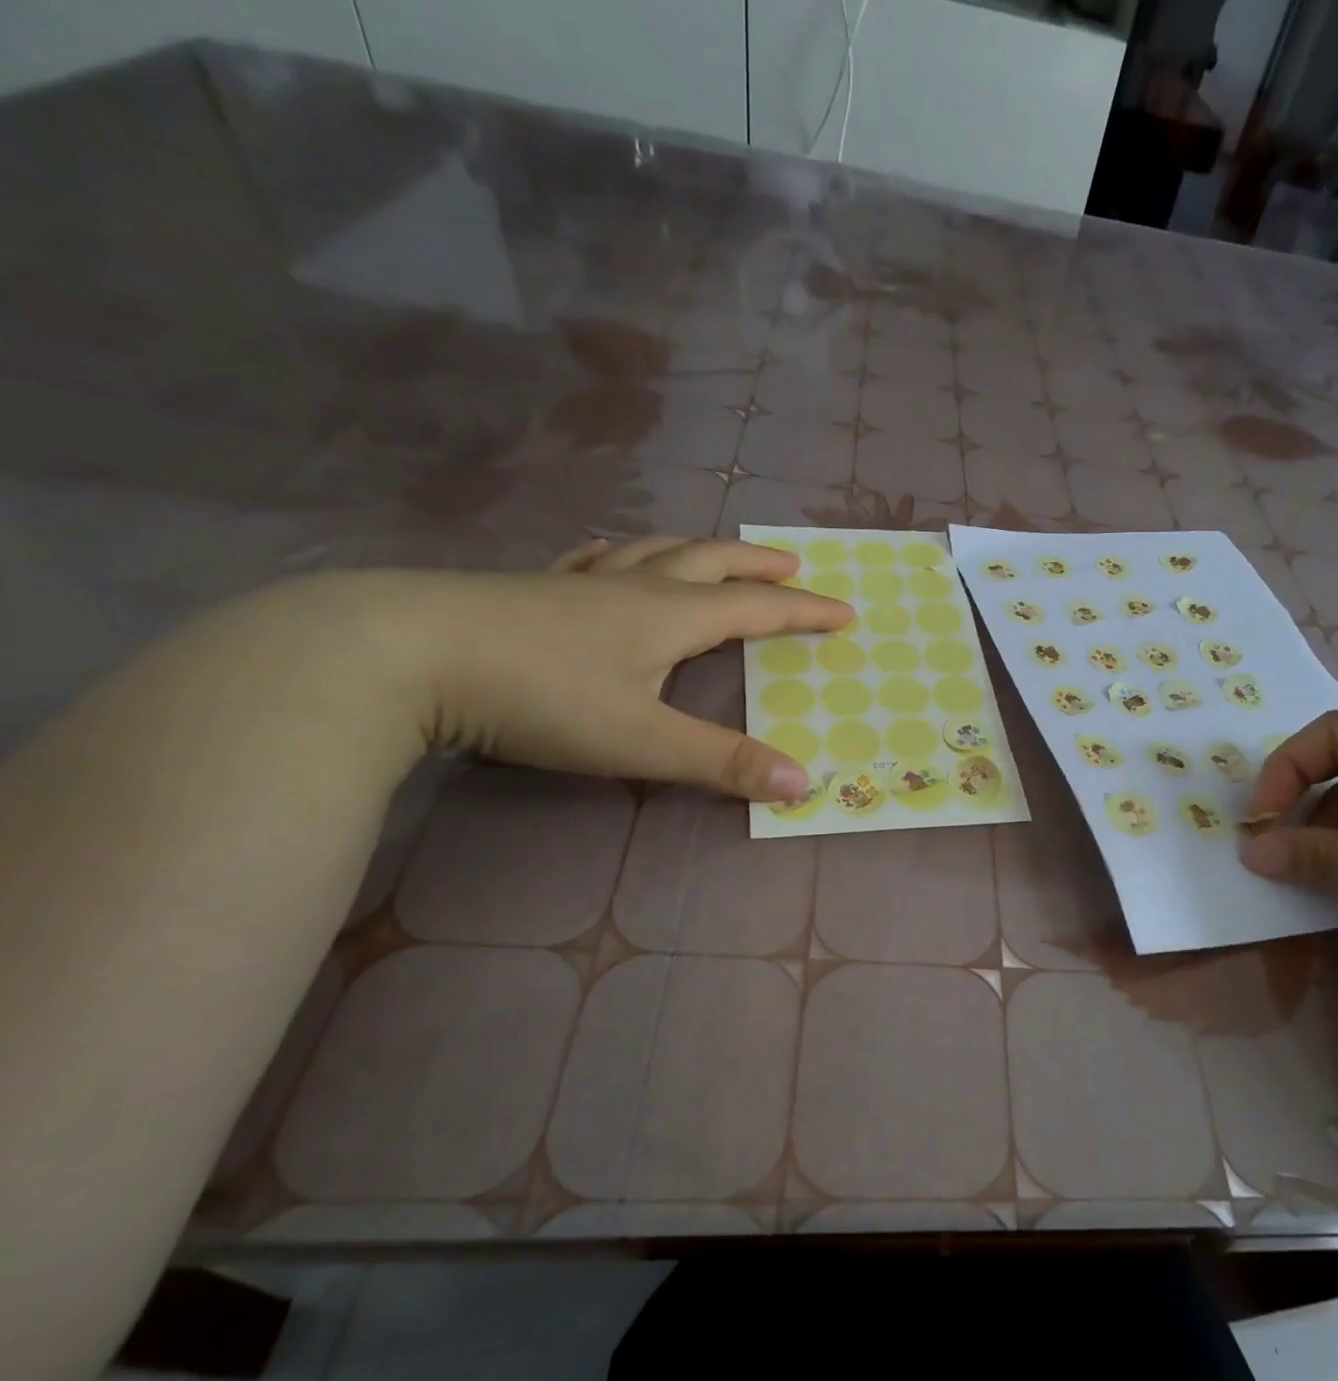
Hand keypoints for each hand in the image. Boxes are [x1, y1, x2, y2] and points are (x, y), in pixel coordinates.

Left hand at [306, 535, 851, 799]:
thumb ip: (722, 763)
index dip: (805, 612)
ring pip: (654, 551)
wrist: (403, 654)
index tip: (845, 611)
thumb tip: (802, 783)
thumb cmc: (539, 696)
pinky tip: (611, 557)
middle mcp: (633, 588)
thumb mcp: (642, 740)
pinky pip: (594, 559)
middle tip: (791, 566)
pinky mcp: (530, 589)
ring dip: (696, 550)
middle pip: (710, 562)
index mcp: (670, 616)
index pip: (757, 608)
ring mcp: (578, 583)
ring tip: (715, 554)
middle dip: (757, 566)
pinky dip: (623, 554)